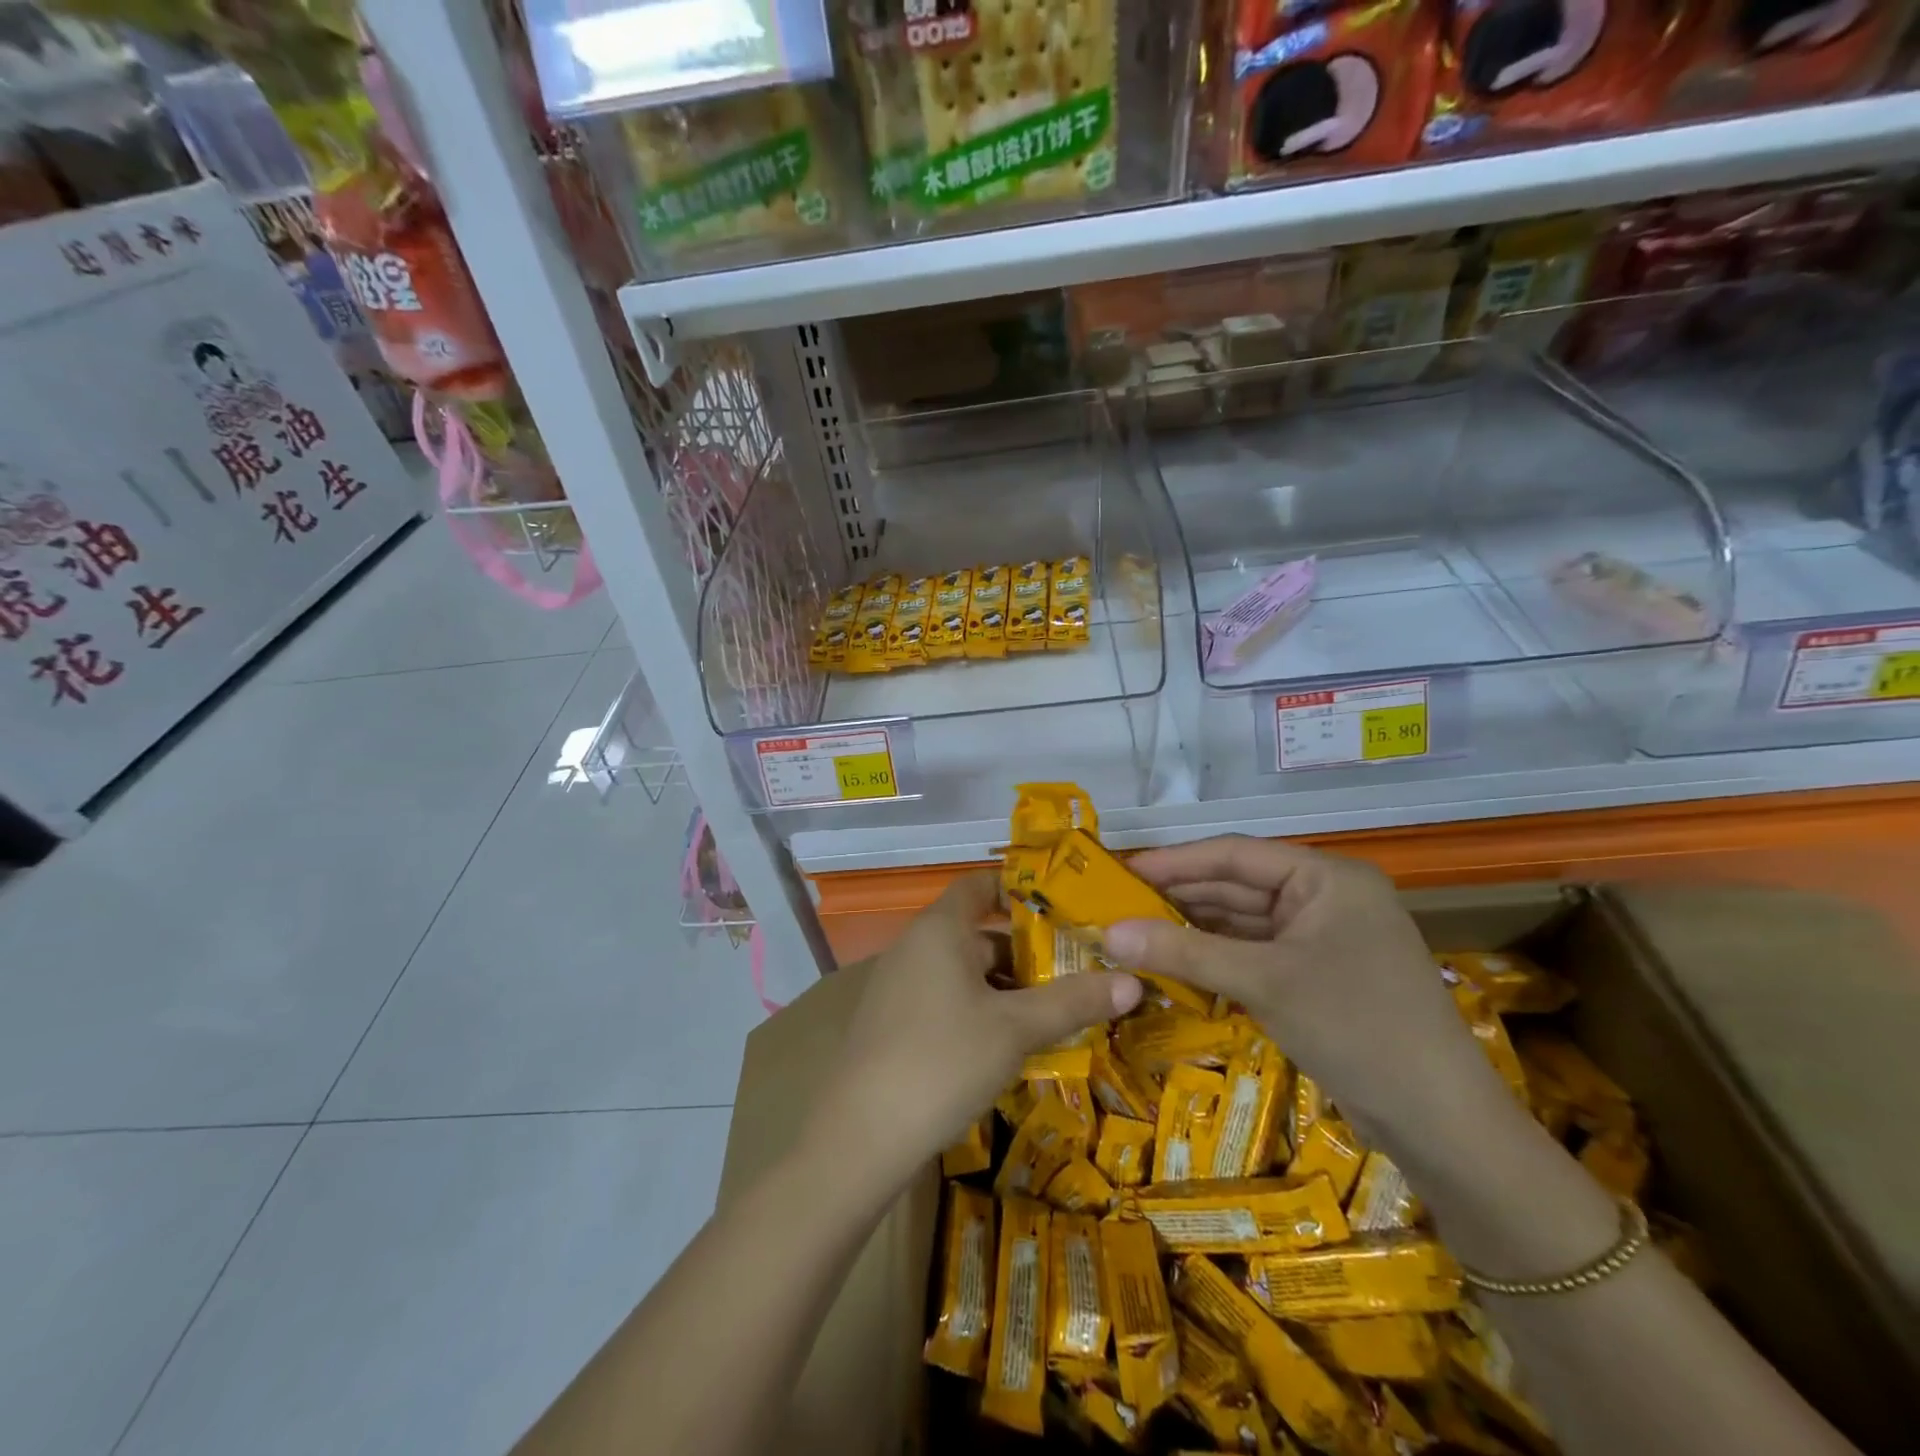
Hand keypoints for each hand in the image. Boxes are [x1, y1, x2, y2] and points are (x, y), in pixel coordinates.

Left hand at [805, 871, 1141, 1190]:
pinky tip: (1009, 1047)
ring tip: (1055, 1014)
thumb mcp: (1016, 1029)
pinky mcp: (892, 1024)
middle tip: (1077, 974)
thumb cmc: (943, 1060)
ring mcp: (899, 987)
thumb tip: (1133, 981)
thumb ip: (1073, 1001)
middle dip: (1026, 954)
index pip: (979, 886)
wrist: (860, 1137)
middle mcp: (915, 947)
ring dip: (1006, 989)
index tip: (1062, 910)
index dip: (1018, 891)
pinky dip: (980, 1011)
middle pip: (978, 934)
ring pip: (964, 973)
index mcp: (940, 930)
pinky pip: (946, 1000)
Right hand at [1104, 837, 1506, 1155]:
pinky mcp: (1318, 977)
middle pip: (1237, 886)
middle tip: (1117, 906)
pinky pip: (1255, 954)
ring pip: (1243, 923)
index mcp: (1326, 877)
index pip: (1235, 854)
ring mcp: (1323, 939)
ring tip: (1133, 933)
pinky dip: (1216, 959)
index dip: (1175, 862)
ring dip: (1193, 930)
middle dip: (1179, 898)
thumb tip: (1108, 933)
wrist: (1441, 1124)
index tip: (1121, 871)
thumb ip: (1184, 950)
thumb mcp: (1264, 980)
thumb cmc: (1356, 1027)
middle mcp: (1325, 897)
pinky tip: (1173, 963)